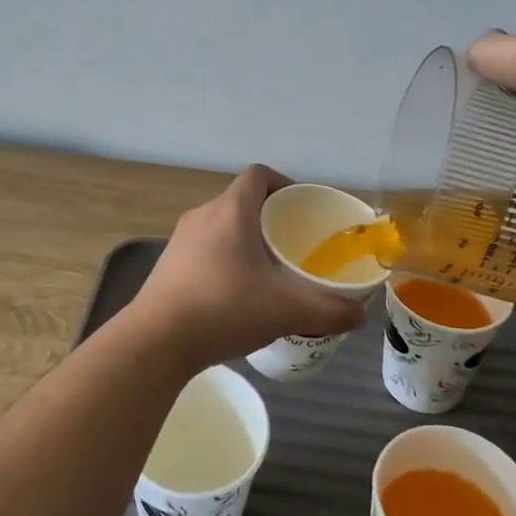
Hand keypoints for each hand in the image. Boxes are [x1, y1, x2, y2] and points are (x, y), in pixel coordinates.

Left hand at [129, 166, 365, 371]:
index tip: (303, 208)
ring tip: (269, 271)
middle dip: (269, 218)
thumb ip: (328, 310)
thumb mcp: (285, 310)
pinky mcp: (167, 265)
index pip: (258, 175)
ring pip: (221, 227)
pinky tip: (237, 294)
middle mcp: (202, 215)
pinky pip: (204, 249)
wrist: (156, 340)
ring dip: (245, 240)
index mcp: (230, 210)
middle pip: (241, 201)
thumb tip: (359, 315)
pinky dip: (224, 259)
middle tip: (293, 244)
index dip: (284, 183)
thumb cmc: (223, 308)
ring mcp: (180, 240)